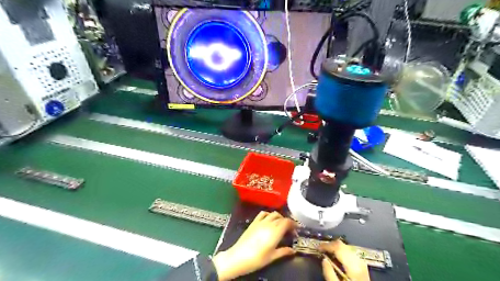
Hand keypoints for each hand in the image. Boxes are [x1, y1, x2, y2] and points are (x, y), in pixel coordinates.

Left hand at [211, 211, 295, 279]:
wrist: (238, 257)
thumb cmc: (257, 259)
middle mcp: (269, 223)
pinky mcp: (254, 222)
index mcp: (275, 231)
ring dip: (279, 217)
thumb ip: (284, 251)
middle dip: (287, 222)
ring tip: (280, 224)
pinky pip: (263, 213)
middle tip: (290, 229)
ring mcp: (260, 221)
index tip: (296, 230)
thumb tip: (293, 250)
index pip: (287, 222)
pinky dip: (268, 214)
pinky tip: (269, 219)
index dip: (293, 224)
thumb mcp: (272, 257)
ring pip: (273, 214)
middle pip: (281, 217)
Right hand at [320, 239, 365, 280]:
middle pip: (343, 245)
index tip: (318, 248)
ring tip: (328, 253)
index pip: (338, 247)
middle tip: (321, 250)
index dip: (326, 245)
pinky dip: (342, 253)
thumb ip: (329, 274)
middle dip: (331, 245)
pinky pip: (351, 254)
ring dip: (336, 248)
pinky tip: (337, 259)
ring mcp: (363, 264)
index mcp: (353, 266)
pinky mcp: (363, 268)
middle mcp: (360, 262)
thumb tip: (323, 260)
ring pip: (347, 248)